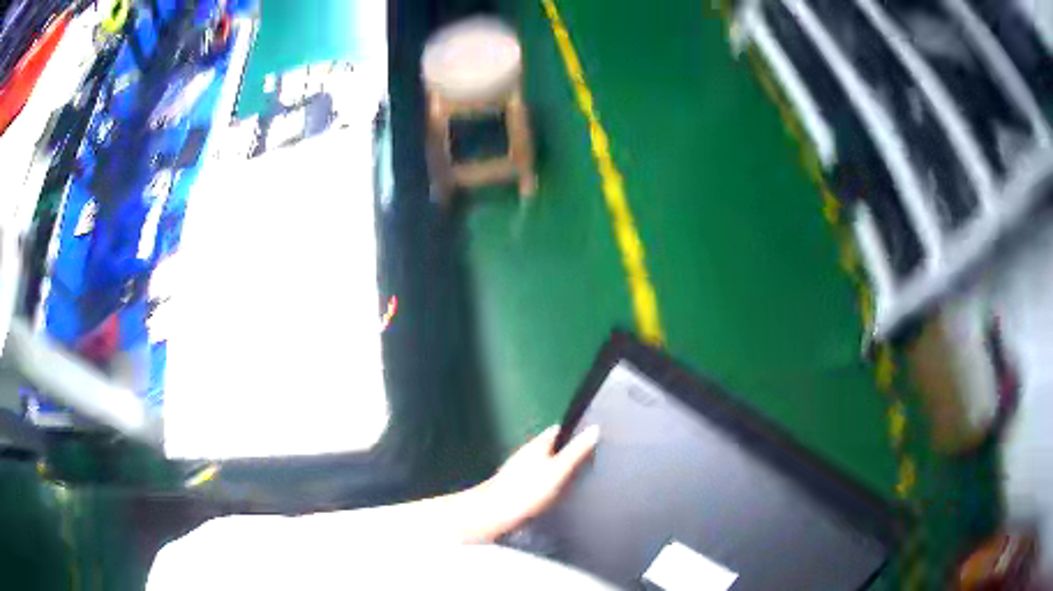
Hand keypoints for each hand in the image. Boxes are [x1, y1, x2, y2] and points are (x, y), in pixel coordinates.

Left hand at [477, 425, 600, 534]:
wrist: (493, 514)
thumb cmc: (528, 490)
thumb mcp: (558, 470)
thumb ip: (576, 451)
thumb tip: (594, 429)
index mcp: (537, 445)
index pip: (558, 430)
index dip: (575, 432)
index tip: (592, 438)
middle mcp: (525, 453)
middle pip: (550, 447)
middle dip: (567, 452)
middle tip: (589, 461)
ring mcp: (517, 470)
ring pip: (542, 463)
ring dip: (556, 468)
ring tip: (575, 480)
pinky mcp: (513, 487)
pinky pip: (535, 479)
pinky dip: (547, 483)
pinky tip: (554, 495)